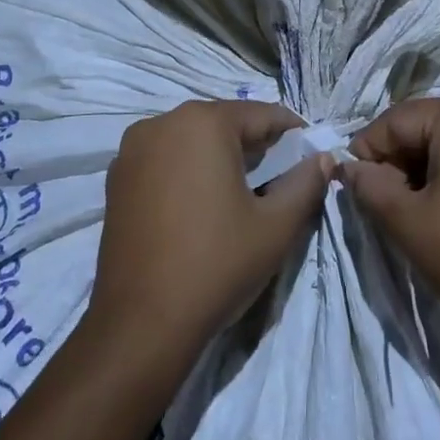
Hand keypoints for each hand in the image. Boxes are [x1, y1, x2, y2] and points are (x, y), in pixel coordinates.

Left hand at [91, 100, 331, 359]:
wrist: (140, 324)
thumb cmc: (216, 264)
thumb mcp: (276, 226)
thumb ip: (306, 183)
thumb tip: (323, 158)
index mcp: (203, 123)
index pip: (261, 114)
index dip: (293, 134)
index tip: (312, 157)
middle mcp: (162, 123)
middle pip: (224, 123)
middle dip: (256, 145)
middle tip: (282, 177)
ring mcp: (132, 150)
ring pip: (192, 140)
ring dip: (221, 157)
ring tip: (244, 192)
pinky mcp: (116, 179)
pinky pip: (165, 160)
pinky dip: (189, 171)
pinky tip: (203, 204)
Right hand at [342, 95, 439, 346]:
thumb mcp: (405, 219)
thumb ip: (369, 185)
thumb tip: (350, 168)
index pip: (396, 120)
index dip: (368, 150)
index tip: (354, 184)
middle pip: (427, 125)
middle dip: (399, 158)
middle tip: (385, 199)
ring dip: (426, 165)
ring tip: (415, 206)